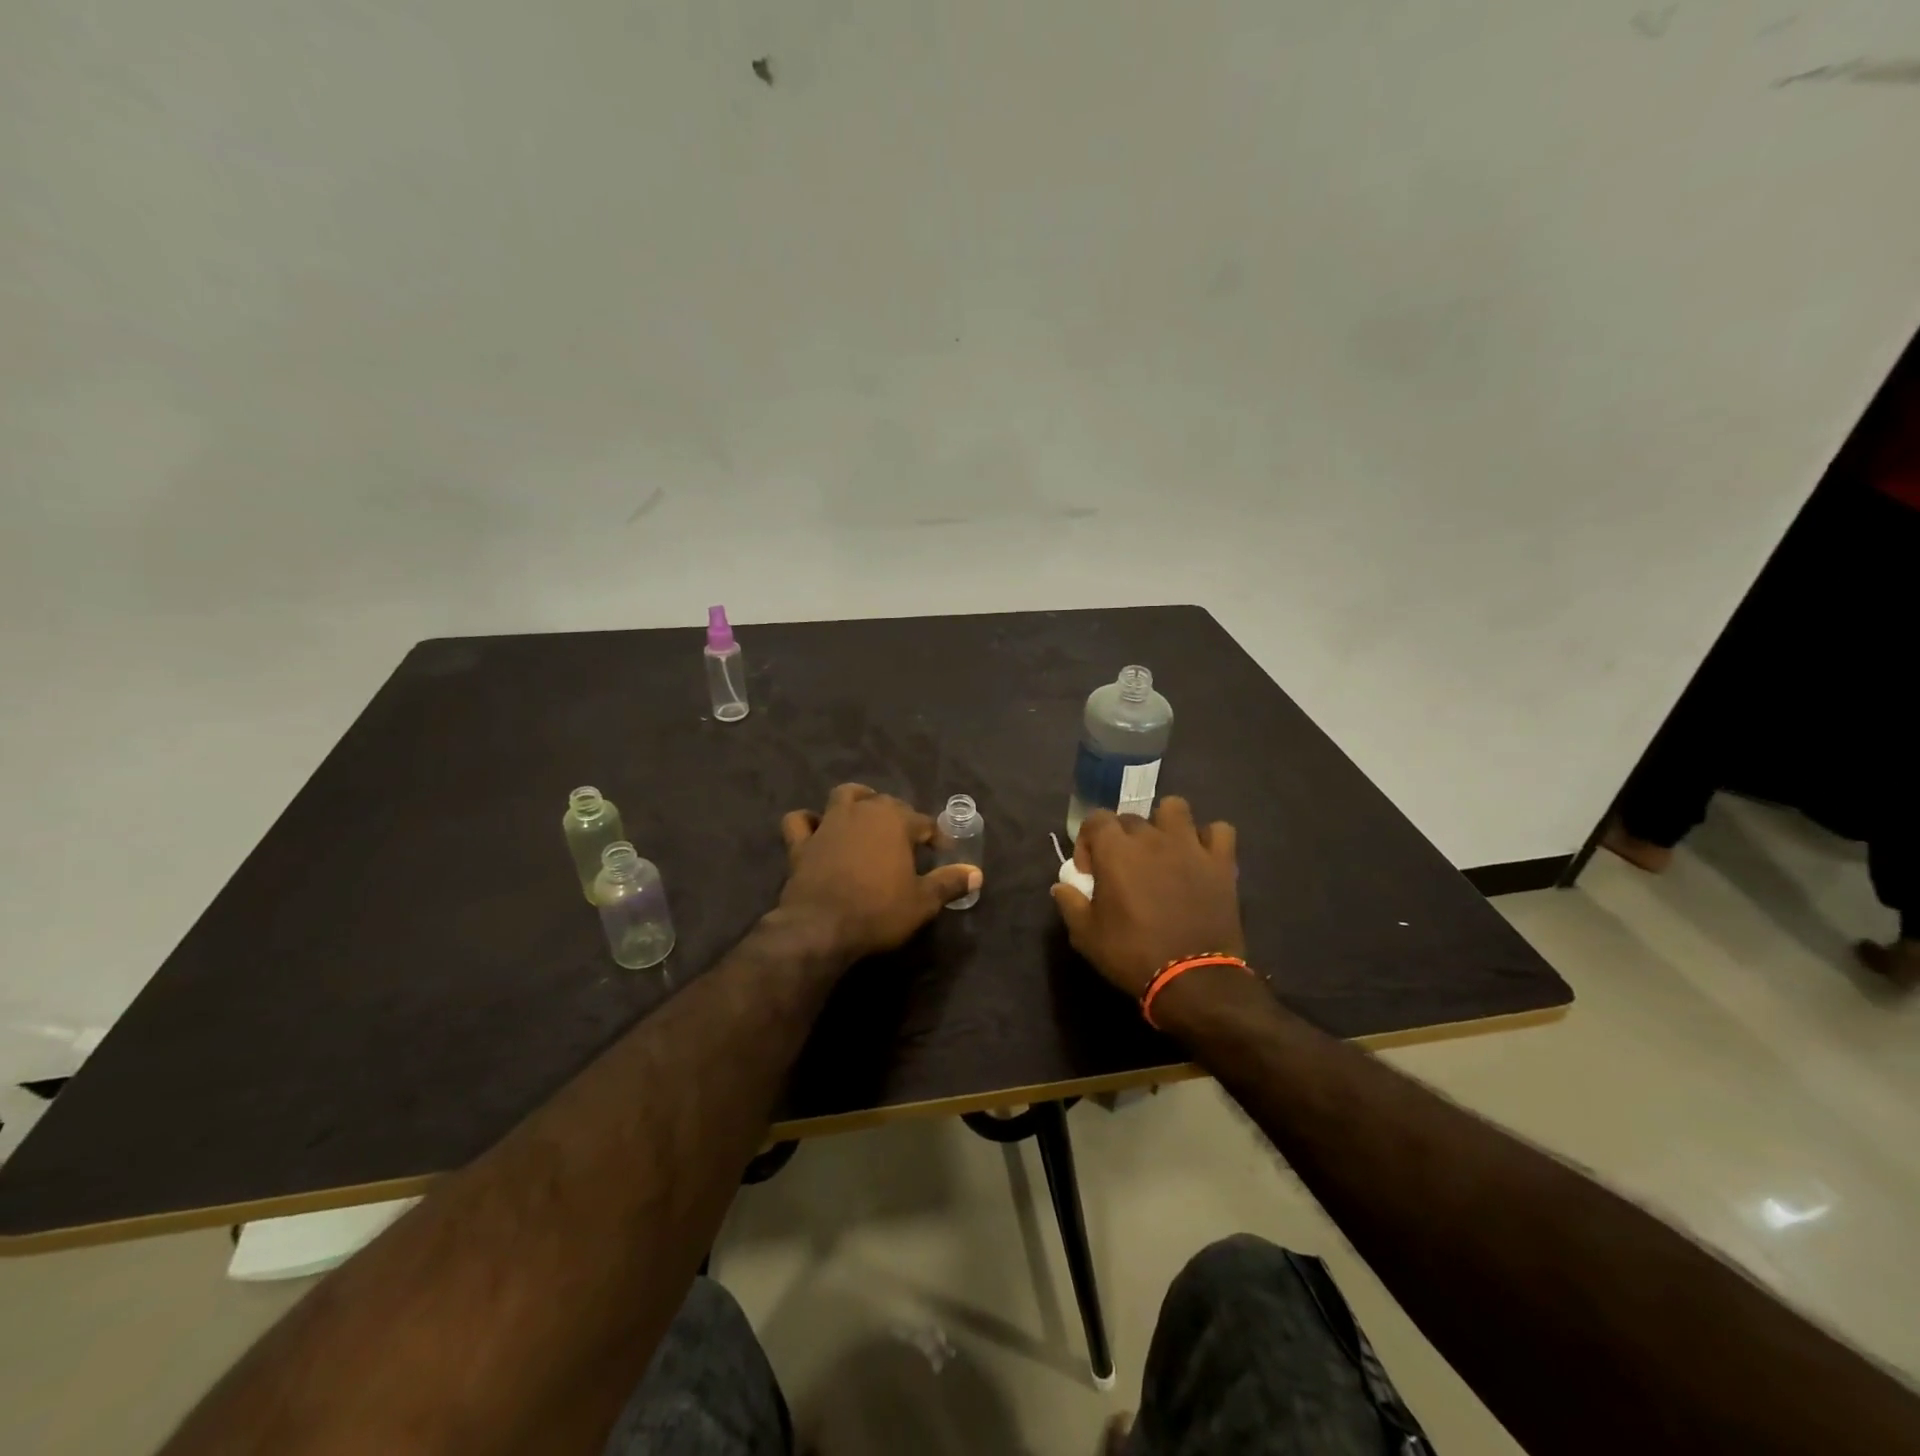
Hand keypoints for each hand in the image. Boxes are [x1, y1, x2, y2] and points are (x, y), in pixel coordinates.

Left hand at [778, 784, 981, 961]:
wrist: (821, 928)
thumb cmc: (879, 911)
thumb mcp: (923, 902)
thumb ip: (949, 883)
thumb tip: (977, 873)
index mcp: (895, 821)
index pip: (923, 821)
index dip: (935, 836)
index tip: (942, 852)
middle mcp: (863, 812)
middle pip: (885, 802)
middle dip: (899, 815)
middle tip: (907, 838)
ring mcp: (828, 824)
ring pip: (844, 796)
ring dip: (856, 800)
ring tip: (865, 813)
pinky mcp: (801, 843)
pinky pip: (800, 821)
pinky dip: (808, 821)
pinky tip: (816, 828)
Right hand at [1050, 798, 1243, 997]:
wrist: (1192, 979)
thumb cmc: (1132, 955)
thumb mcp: (1086, 936)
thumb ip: (1070, 903)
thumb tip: (1062, 885)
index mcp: (1115, 850)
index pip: (1096, 819)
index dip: (1088, 841)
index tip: (1090, 871)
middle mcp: (1151, 837)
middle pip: (1132, 817)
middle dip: (1122, 838)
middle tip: (1124, 869)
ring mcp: (1189, 846)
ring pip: (1175, 808)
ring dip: (1165, 823)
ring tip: (1163, 849)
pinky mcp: (1220, 862)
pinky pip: (1219, 831)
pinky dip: (1209, 839)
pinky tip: (1201, 857)